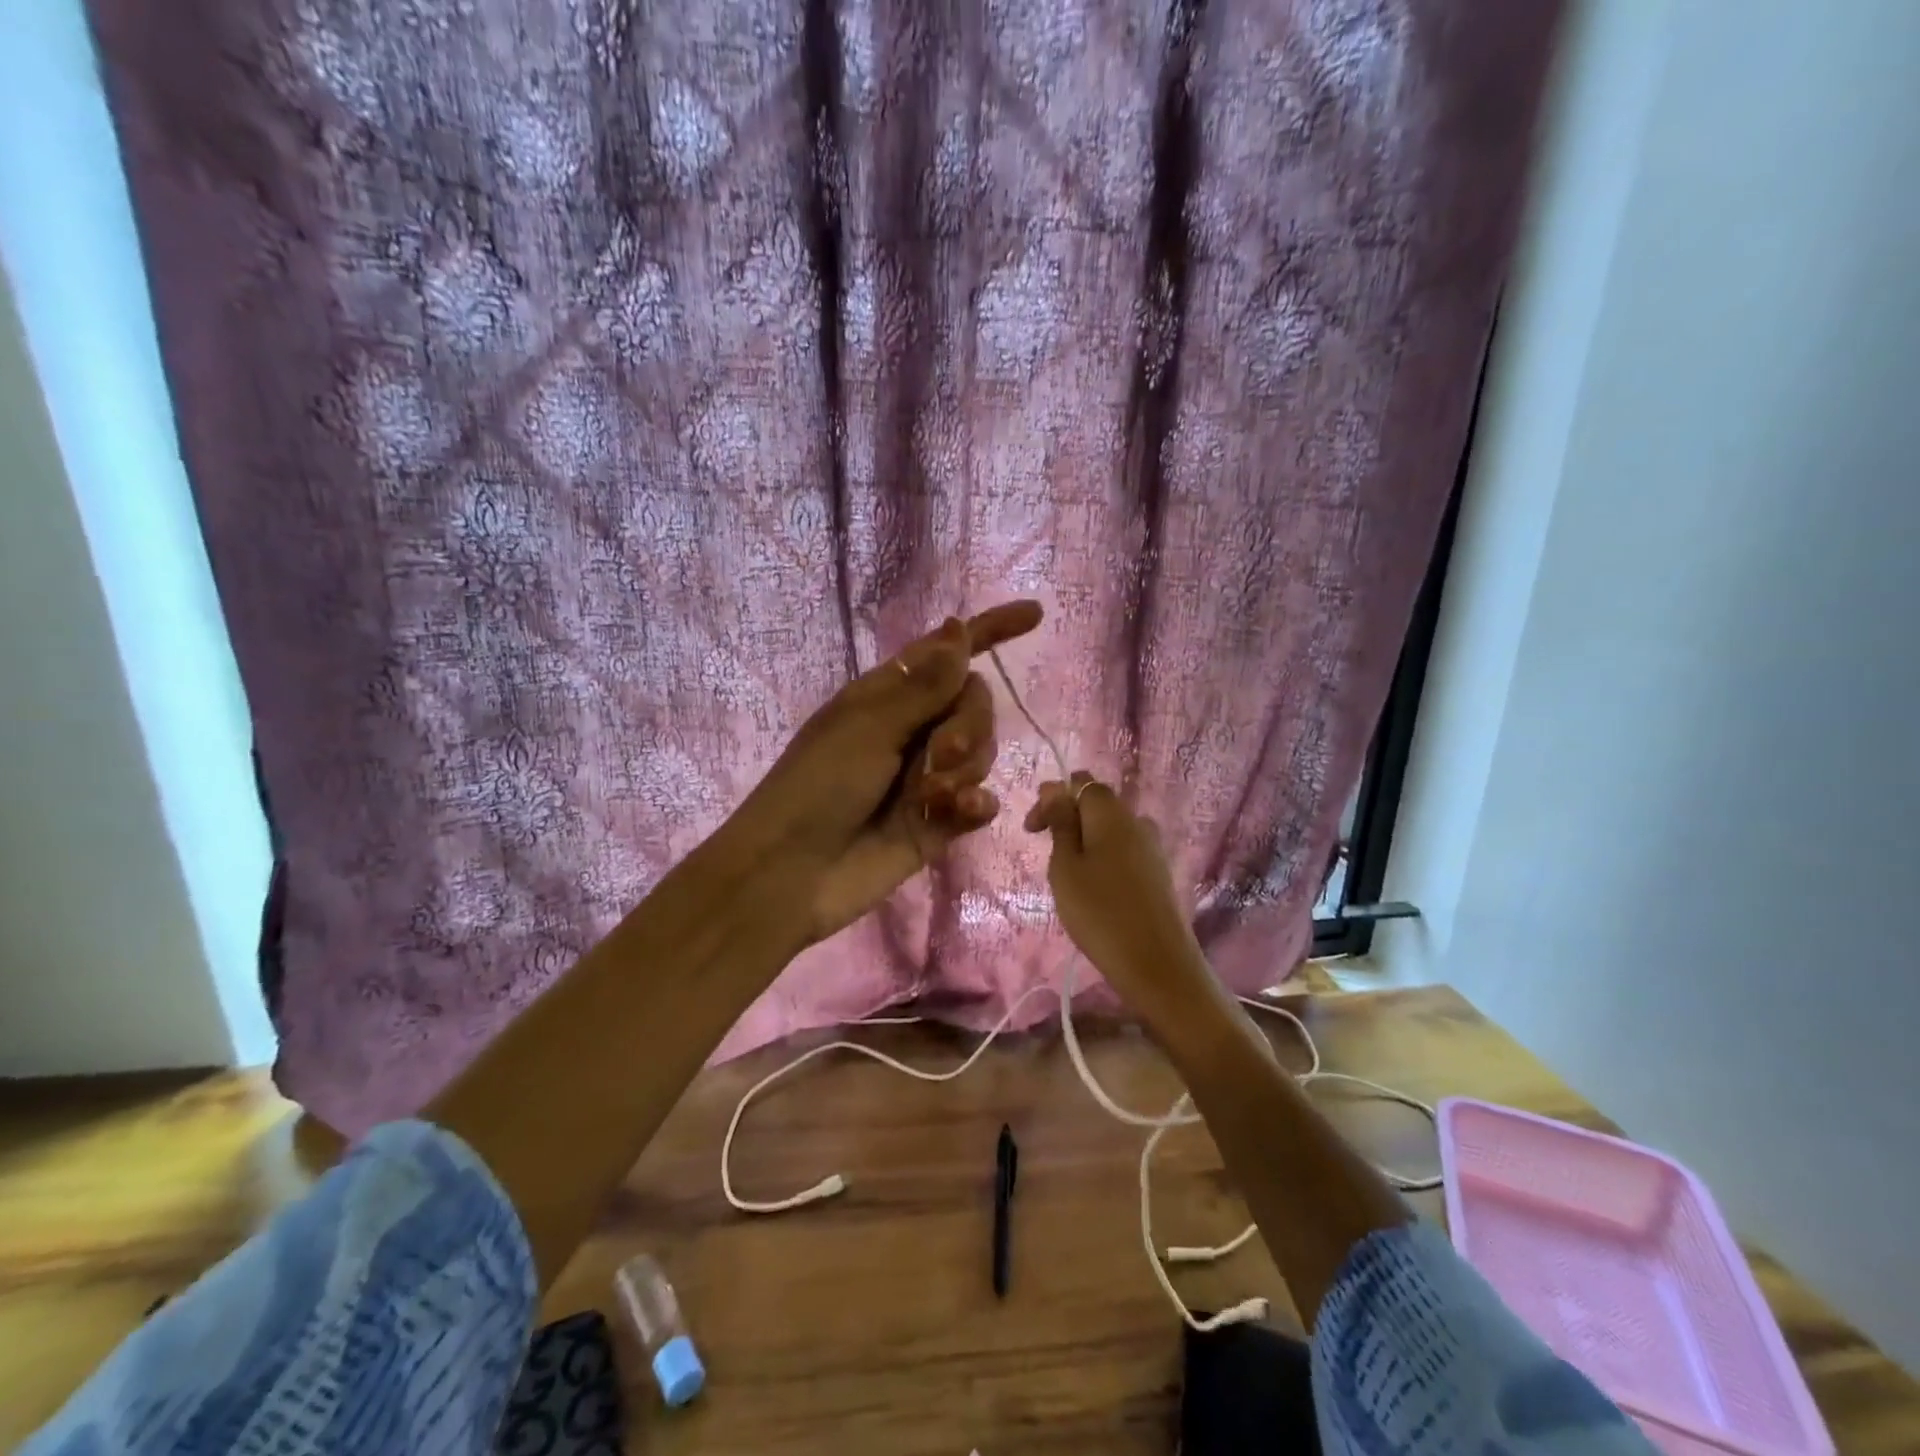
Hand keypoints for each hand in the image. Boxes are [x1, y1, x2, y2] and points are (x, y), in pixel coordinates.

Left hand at [730, 601, 1043, 946]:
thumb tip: (959, 627)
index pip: (949, 652)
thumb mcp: (869, 726)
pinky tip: (960, 813)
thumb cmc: (819, 786)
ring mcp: (928, 776)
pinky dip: (975, 804)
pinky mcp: (939, 821)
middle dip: (969, 724)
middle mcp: (913, 729)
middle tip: (942, 754)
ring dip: (964, 769)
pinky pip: (979, 800)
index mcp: (889, 695)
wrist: (793, 873)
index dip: (990, 631)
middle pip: (974, 704)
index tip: (1035, 615)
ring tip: (930, 794)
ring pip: (981, 752)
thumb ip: (924, 685)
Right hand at [1025, 772, 1215, 1024]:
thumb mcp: (1065, 866)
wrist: (1156, 964)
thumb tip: (1056, 787)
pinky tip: (1095, 890)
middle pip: (1097, 804)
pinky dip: (1104, 859)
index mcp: (1111, 812)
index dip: (1052, 798)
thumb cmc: (1099, 912)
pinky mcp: (1159, 872)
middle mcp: (1136, 820)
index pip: (1079, 783)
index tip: (1032, 830)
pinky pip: (1124, 851)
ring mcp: (1152, 846)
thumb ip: (1061, 823)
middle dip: (1067, 820)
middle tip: (1047, 855)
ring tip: (1068, 877)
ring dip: (1085, 841)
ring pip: (1110, 830)